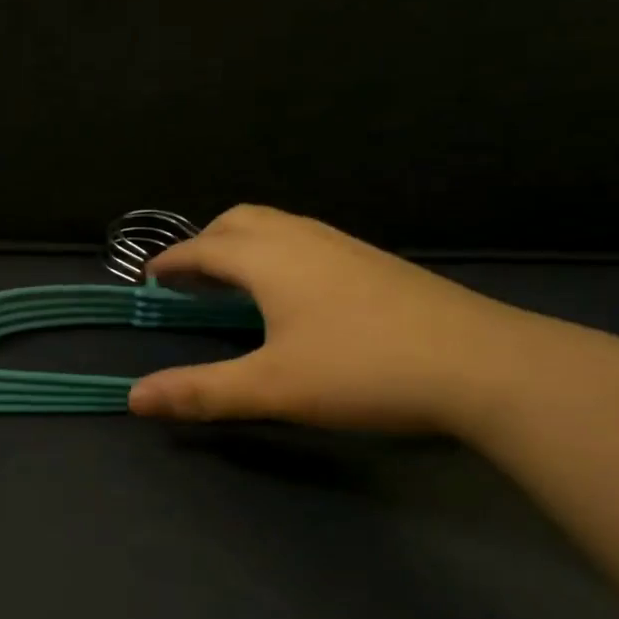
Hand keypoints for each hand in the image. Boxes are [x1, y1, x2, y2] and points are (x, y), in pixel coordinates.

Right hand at [128, 204, 539, 433]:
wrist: (484, 365)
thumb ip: (200, 390)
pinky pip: (308, 240)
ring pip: (279, 226)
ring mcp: (346, 246)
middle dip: (206, 241)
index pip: (205, 248)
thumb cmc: (364, 370)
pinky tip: (294, 293)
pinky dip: (278, 252)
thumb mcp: (272, 388)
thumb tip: (134, 398)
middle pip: (241, 220)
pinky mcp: (376, 263)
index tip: (149, 276)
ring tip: (235, 282)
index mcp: (270, 259)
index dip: (172, 261)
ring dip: (244, 244)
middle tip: (190, 277)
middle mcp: (304, 239)